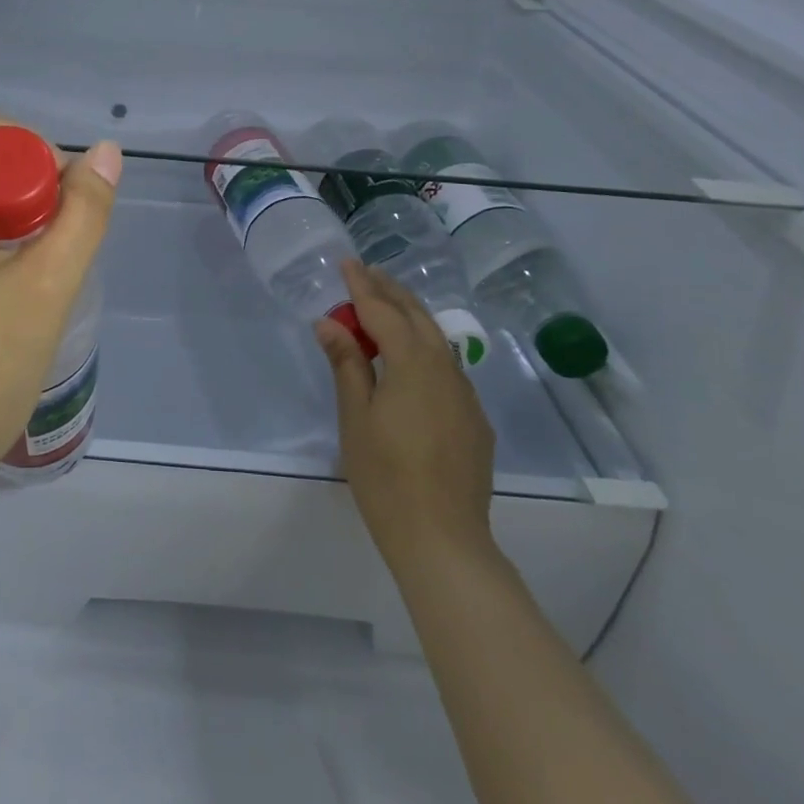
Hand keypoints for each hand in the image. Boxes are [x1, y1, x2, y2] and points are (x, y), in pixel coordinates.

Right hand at [314, 260, 495, 569]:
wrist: (444, 540)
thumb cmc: (386, 476)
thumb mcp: (355, 416)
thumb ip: (346, 363)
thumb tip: (329, 322)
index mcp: (413, 364)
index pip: (383, 311)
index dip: (362, 286)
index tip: (347, 262)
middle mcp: (445, 369)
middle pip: (417, 316)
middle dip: (391, 291)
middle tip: (367, 272)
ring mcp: (465, 395)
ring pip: (438, 339)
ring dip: (411, 315)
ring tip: (388, 303)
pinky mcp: (474, 419)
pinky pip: (448, 367)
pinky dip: (426, 346)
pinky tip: (414, 358)